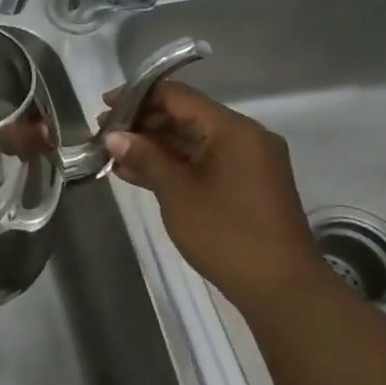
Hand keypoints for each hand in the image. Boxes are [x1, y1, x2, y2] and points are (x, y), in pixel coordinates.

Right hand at [101, 80, 330, 305]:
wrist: (281, 288)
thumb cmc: (226, 233)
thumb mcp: (176, 192)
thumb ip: (144, 157)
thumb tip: (113, 136)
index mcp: (232, 130)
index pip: (178, 96)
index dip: (138, 97)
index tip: (104, 107)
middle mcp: (244, 138)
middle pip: (185, 116)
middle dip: (143, 123)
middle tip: (104, 136)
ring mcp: (246, 162)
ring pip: (191, 141)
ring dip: (153, 146)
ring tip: (113, 157)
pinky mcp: (244, 185)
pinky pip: (202, 162)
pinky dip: (172, 165)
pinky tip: (137, 174)